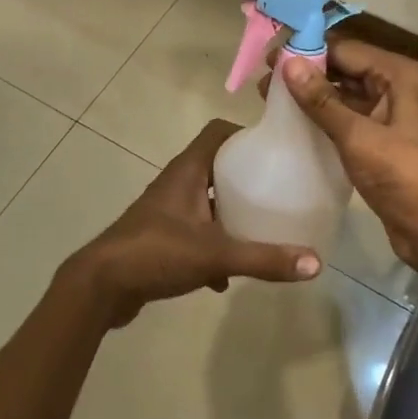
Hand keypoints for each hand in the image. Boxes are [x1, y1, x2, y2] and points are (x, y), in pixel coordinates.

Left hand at [62, 119, 320, 328]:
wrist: (101, 286)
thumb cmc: (157, 253)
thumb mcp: (216, 254)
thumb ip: (264, 258)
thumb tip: (315, 263)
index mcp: (188, 170)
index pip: (217, 132)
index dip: (245, 133)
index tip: (275, 148)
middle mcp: (176, 183)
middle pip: (216, 165)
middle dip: (245, 175)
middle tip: (277, 188)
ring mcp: (166, 210)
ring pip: (205, 201)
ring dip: (229, 212)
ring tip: (260, 226)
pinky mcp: (159, 237)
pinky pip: (194, 232)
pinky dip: (211, 246)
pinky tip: (226, 276)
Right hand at [279, 41, 417, 270]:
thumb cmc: (402, 174)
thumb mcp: (357, 136)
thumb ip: (321, 100)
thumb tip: (288, 63)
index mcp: (397, 74)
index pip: (343, 48)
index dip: (305, 50)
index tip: (268, 58)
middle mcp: (395, 85)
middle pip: (343, 67)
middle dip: (305, 72)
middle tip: (263, 82)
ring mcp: (388, 112)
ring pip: (343, 93)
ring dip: (311, 95)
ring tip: (270, 100)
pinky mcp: (380, 138)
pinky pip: (347, 117)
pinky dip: (322, 116)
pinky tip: (293, 122)